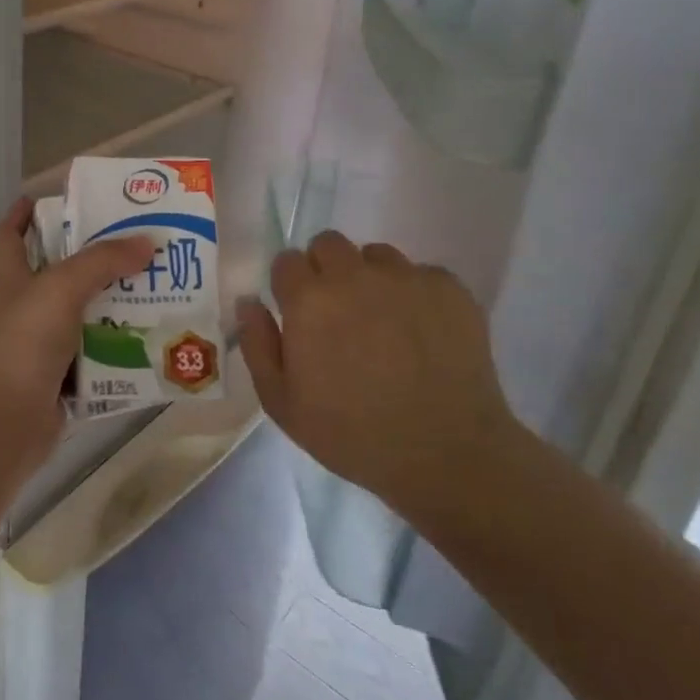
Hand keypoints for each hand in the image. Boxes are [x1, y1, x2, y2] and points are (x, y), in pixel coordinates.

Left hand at [0, 198, 154, 475]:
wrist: (3, 425)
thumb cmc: (22, 344)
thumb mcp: (60, 289)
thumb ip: (102, 262)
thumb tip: (146, 243)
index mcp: (12, 279)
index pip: (10, 235)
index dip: (23, 214)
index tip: (47, 196)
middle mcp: (25, 308)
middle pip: (59, 274)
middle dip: (94, 259)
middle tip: (137, 244)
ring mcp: (42, 346)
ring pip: (84, 316)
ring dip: (115, 305)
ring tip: (158, 289)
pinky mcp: (62, 379)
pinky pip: (97, 357)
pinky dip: (120, 350)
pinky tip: (153, 340)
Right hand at [238, 231, 524, 515]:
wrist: (446, 456)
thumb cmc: (352, 434)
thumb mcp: (282, 403)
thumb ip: (257, 345)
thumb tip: (249, 302)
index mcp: (309, 300)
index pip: (287, 261)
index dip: (289, 285)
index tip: (298, 311)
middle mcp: (354, 276)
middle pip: (328, 243)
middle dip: (325, 269)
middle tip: (337, 313)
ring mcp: (406, 278)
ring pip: (376, 255)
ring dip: (370, 278)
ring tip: (383, 321)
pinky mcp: (450, 289)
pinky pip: (421, 274)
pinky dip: (415, 294)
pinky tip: (422, 333)